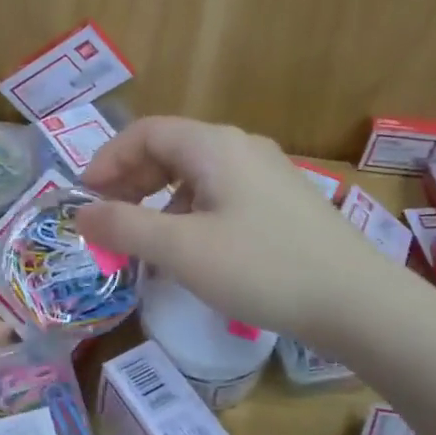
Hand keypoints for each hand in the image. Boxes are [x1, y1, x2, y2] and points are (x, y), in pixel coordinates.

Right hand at [75, 118, 390, 340]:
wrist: (356, 301)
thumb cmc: (261, 268)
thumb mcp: (181, 250)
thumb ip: (124, 227)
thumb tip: (80, 214)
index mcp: (214, 146)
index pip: (145, 132)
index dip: (107, 160)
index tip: (85, 199)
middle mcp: (241, 147)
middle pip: (170, 149)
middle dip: (131, 180)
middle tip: (108, 219)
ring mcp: (267, 173)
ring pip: (195, 173)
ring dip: (159, 199)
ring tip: (144, 239)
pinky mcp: (282, 202)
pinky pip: (220, 193)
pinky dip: (190, 212)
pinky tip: (190, 249)